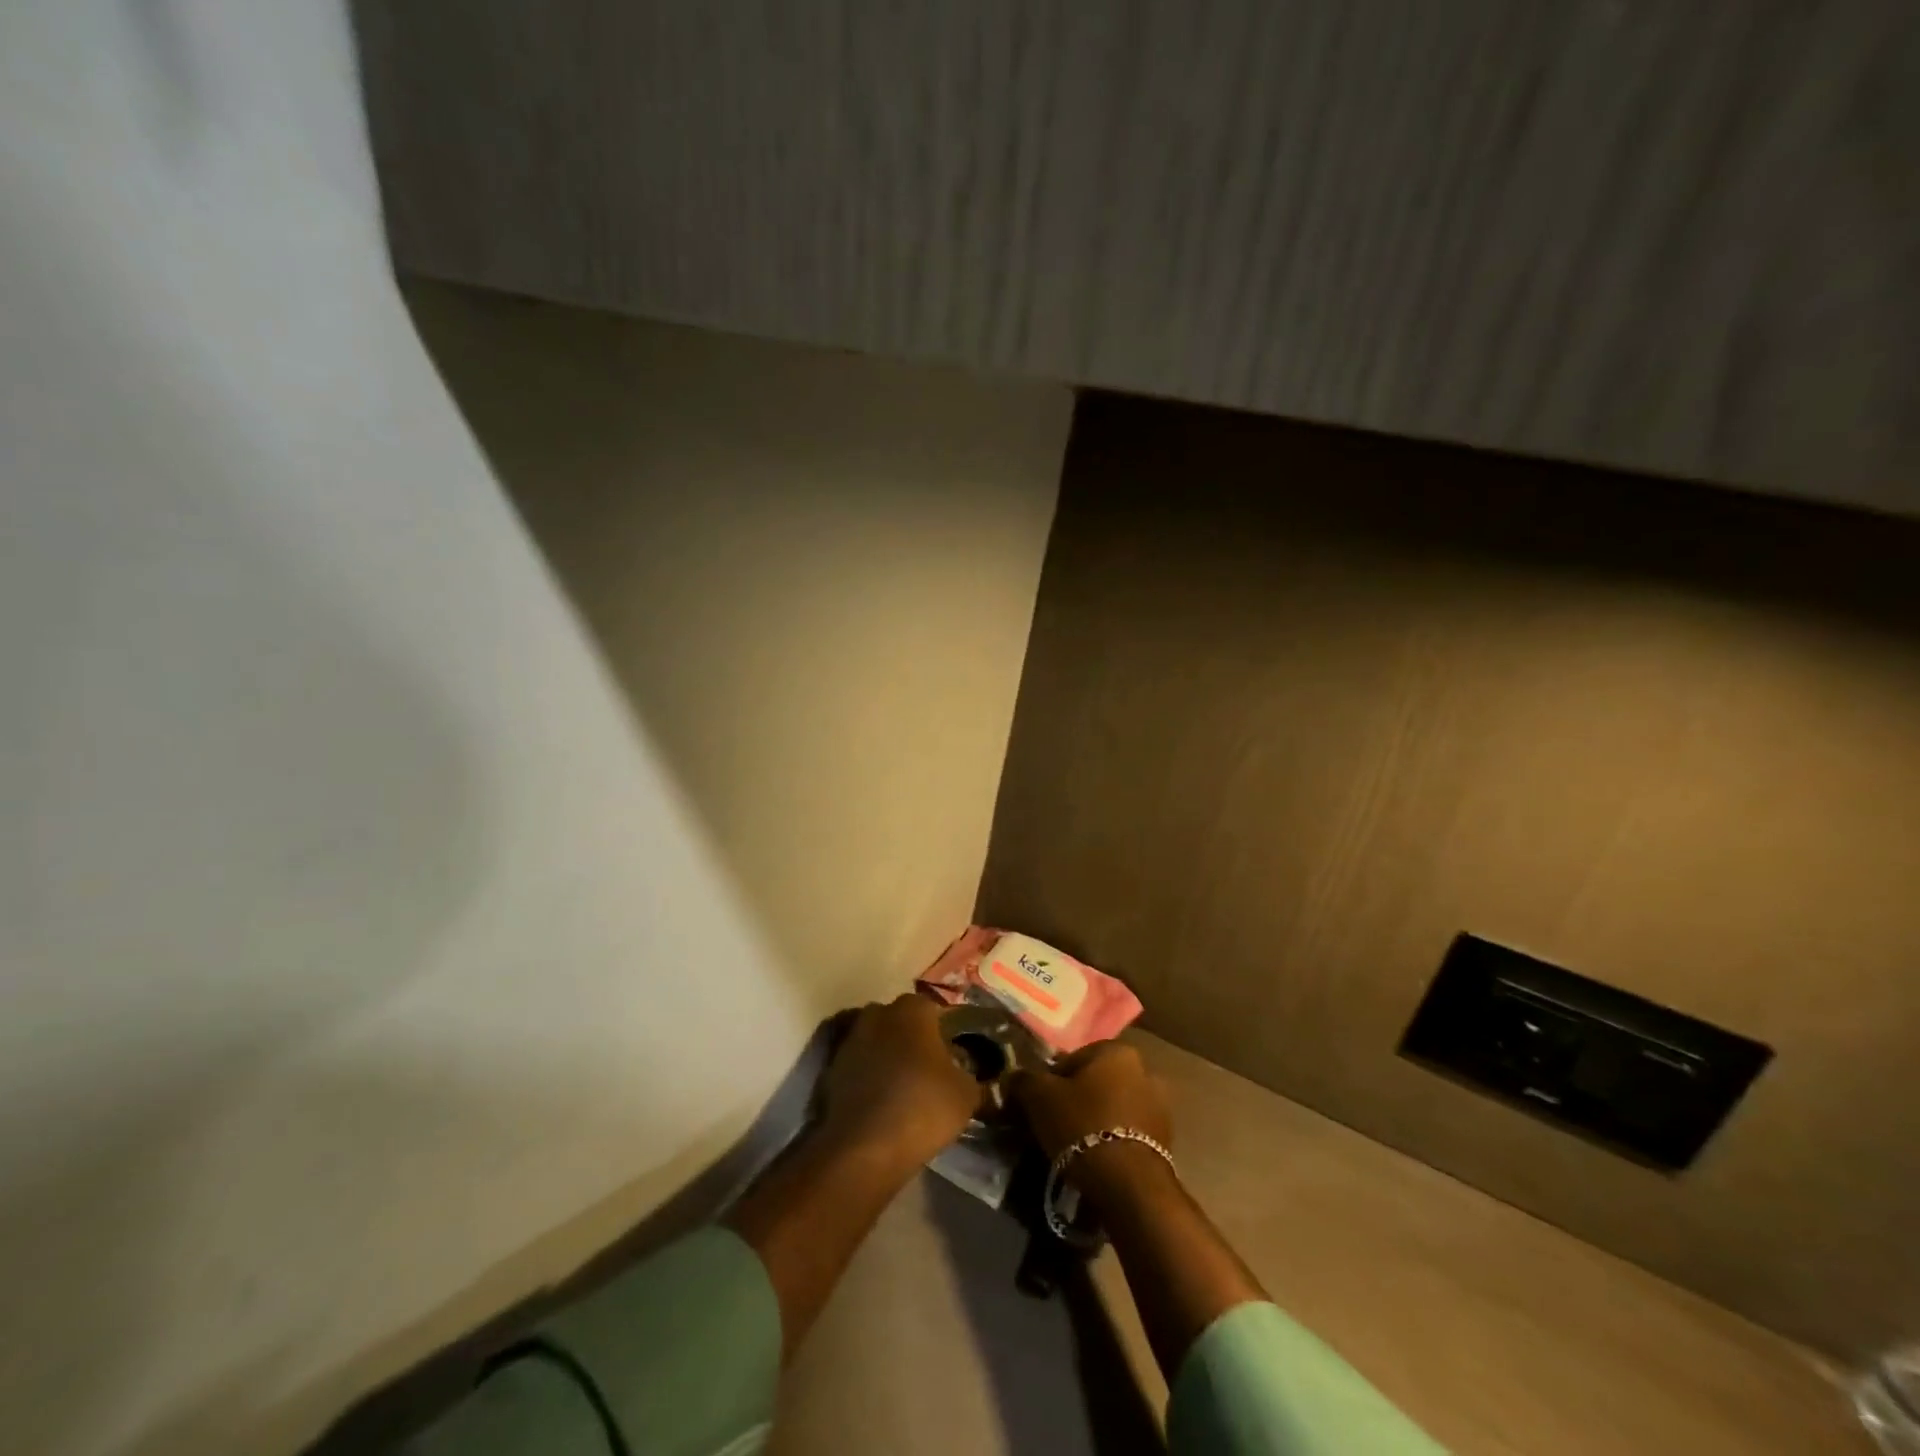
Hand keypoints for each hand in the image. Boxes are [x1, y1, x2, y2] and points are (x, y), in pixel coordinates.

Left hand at [820, 995, 981, 1166]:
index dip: (944, 1032)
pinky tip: (882, 1104)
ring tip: (905, 1090)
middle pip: (901, 1022)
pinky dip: (869, 1079)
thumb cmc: (923, 1107)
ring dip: (888, 1059)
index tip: (953, 1056)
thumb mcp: (966, 1095)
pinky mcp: (831, 1069)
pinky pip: (859, 1067)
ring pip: (877, 1043)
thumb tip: (965, 1074)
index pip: (933, 1010)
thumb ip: (969, 1075)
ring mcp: (850, 1040)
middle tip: (929, 1070)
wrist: (864, 1148)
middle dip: (913, 1040)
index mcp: (912, 1009)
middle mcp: (878, 1014)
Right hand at [1011, 1040, 1173, 1201]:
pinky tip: (1095, 1161)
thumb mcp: (1039, 1097)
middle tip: (1054, 1124)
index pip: (1074, 1058)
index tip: (1039, 1104)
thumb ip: (1023, 1080)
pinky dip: (1112, 1142)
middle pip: (1097, 1082)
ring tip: (1073, 1147)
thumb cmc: (1082, 1125)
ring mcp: (1160, 1107)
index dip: (1051, 1080)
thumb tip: (1014, 1077)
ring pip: (1113, 1108)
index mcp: (1117, 1051)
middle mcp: (1145, 1071)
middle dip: (1077, 1099)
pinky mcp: (1166, 1142)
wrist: (1128, 1185)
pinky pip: (1127, 1134)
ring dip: (1096, 1121)